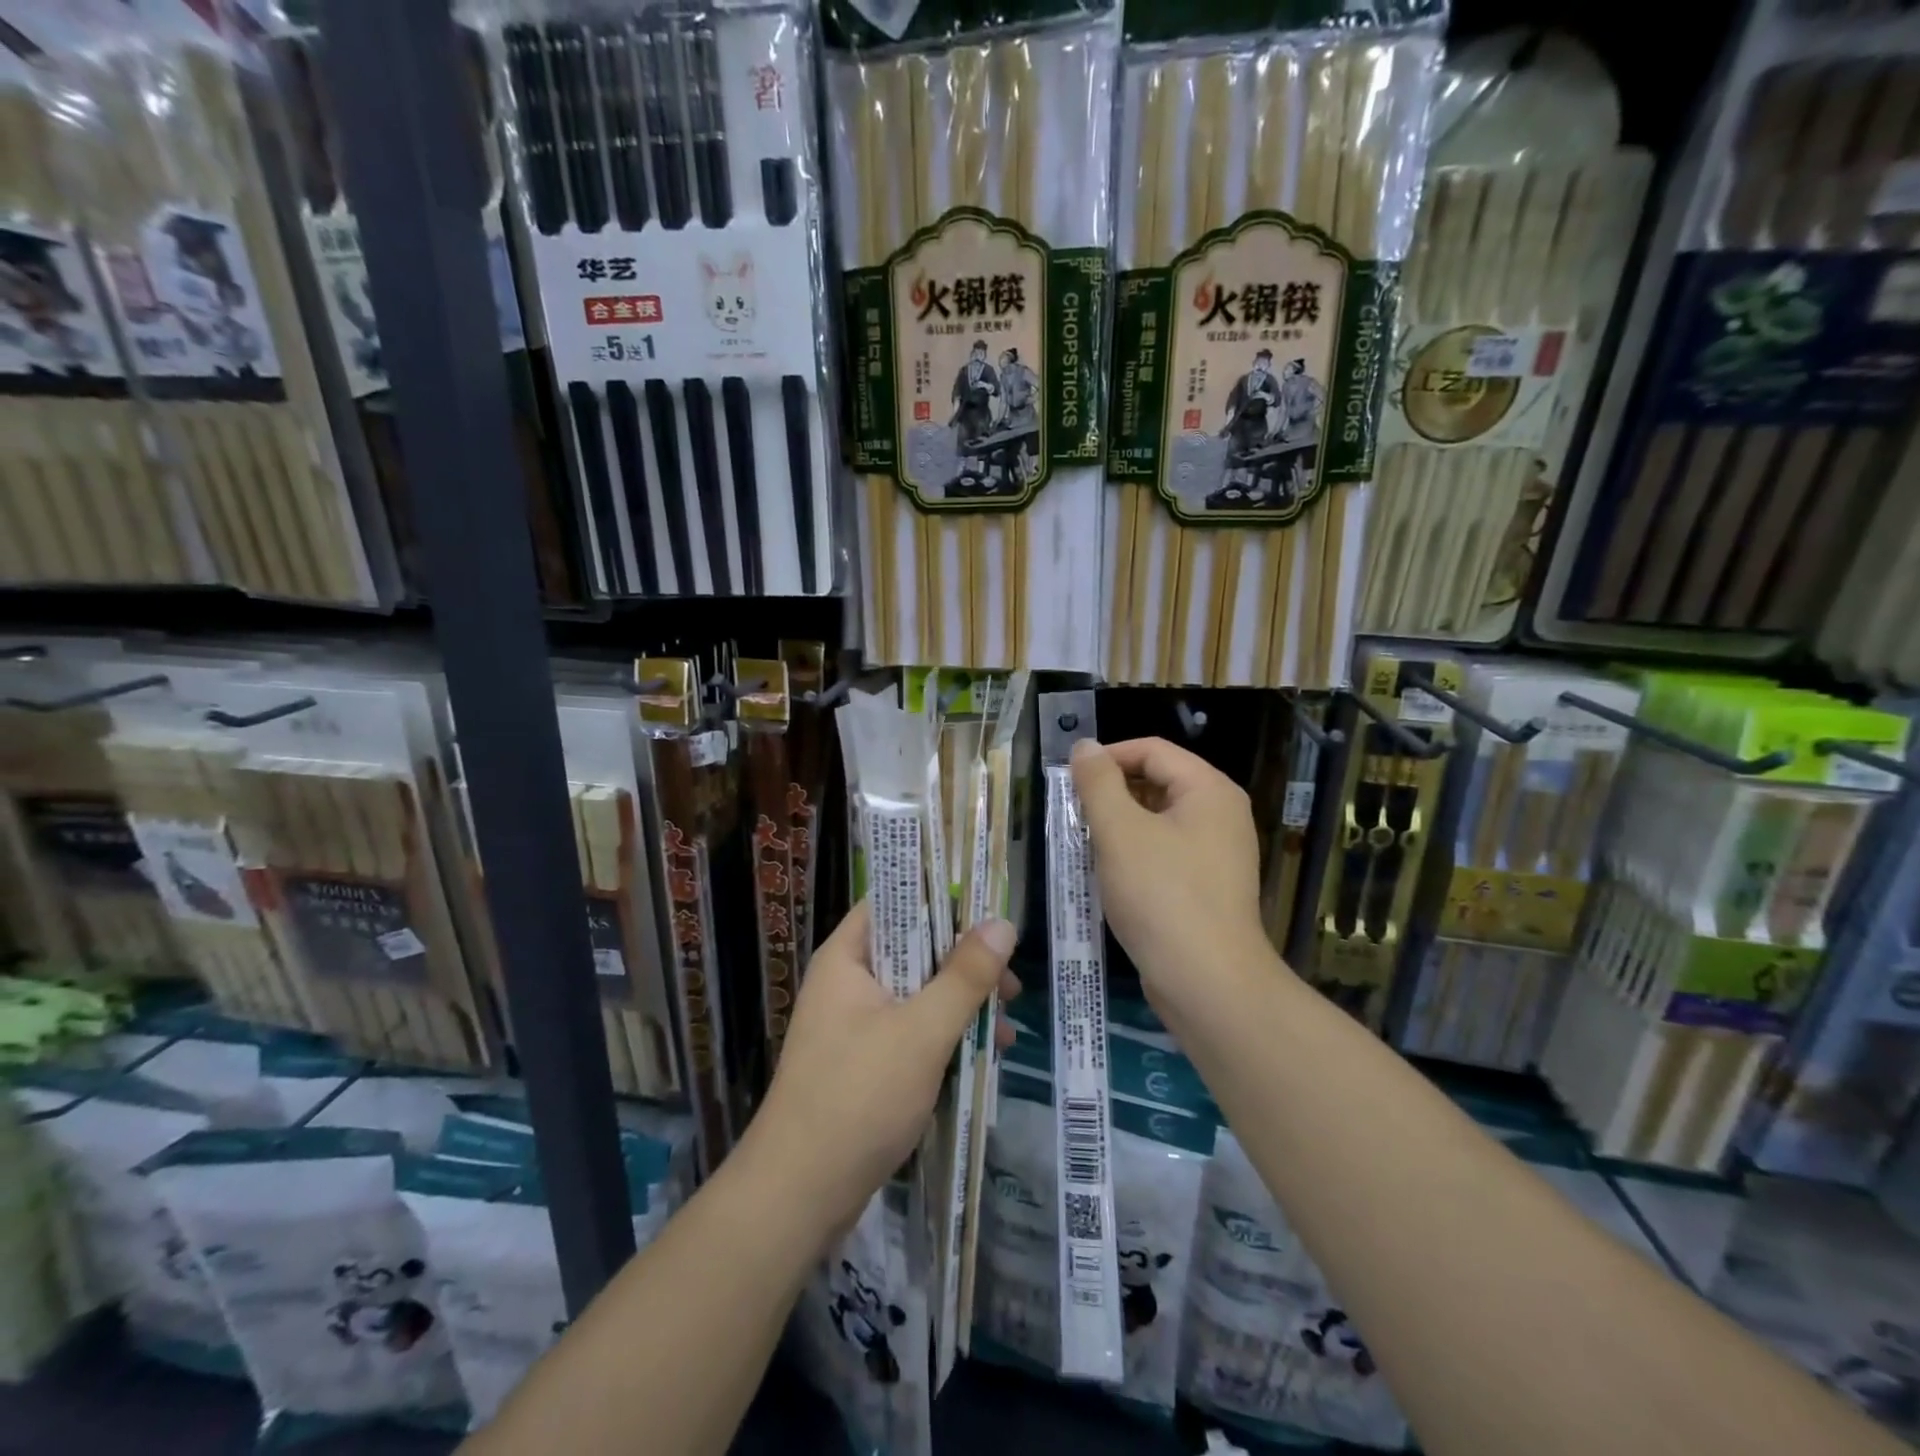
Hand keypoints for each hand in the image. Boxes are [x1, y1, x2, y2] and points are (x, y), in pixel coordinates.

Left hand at [744, 902, 1018, 1239]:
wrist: (799, 1196)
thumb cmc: (858, 1097)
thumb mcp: (922, 1031)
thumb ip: (964, 976)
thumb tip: (1002, 923)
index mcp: (847, 959)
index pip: (894, 902)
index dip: (940, 898)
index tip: (988, 909)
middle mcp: (847, 983)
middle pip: (913, 951)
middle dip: (964, 964)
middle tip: (1011, 983)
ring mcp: (854, 1026)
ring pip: (917, 995)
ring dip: (961, 1005)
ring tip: (1009, 1026)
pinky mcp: (864, 1064)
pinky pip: (911, 1032)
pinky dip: (945, 1037)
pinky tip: (984, 1057)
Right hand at [1071, 736, 1274, 1025]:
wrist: (1207, 982)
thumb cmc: (1161, 896)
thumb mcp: (1120, 832)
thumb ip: (1098, 783)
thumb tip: (1084, 747)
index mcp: (1209, 790)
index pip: (1152, 750)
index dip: (1107, 757)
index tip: (1068, 780)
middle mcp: (1221, 814)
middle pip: (1158, 781)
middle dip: (1111, 792)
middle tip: (1071, 814)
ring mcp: (1218, 852)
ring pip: (1158, 819)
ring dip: (1119, 825)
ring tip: (1083, 843)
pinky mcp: (1208, 885)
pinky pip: (1165, 851)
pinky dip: (1135, 853)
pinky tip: (1108, 873)